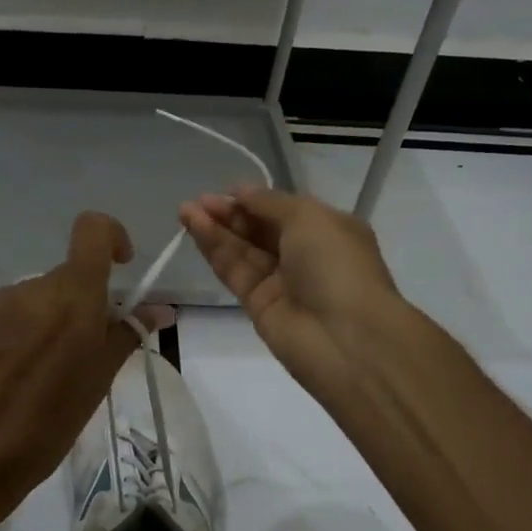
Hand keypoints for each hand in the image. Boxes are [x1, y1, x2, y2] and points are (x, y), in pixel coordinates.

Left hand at [0, 213, 171, 530]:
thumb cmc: (50, 423)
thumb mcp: (99, 380)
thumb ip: (128, 334)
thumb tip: (160, 309)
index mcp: (73, 297)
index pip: (92, 230)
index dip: (112, 236)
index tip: (121, 268)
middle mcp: (34, 288)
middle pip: (69, 273)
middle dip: (85, 300)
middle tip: (88, 347)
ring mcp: (0, 301)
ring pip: (41, 294)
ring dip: (54, 316)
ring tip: (48, 367)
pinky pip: (14, 309)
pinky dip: (26, 327)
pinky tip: (19, 369)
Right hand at [179, 186, 402, 399]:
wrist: (346, 339)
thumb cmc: (336, 265)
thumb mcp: (308, 218)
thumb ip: (269, 203)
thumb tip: (241, 193)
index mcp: (327, 230)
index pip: (282, 210)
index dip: (253, 200)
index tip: (224, 191)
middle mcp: (304, 254)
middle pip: (259, 229)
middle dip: (229, 213)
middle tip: (197, 201)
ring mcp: (280, 282)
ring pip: (242, 250)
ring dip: (214, 229)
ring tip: (185, 211)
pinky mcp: (257, 305)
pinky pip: (234, 271)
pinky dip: (214, 249)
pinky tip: (195, 229)